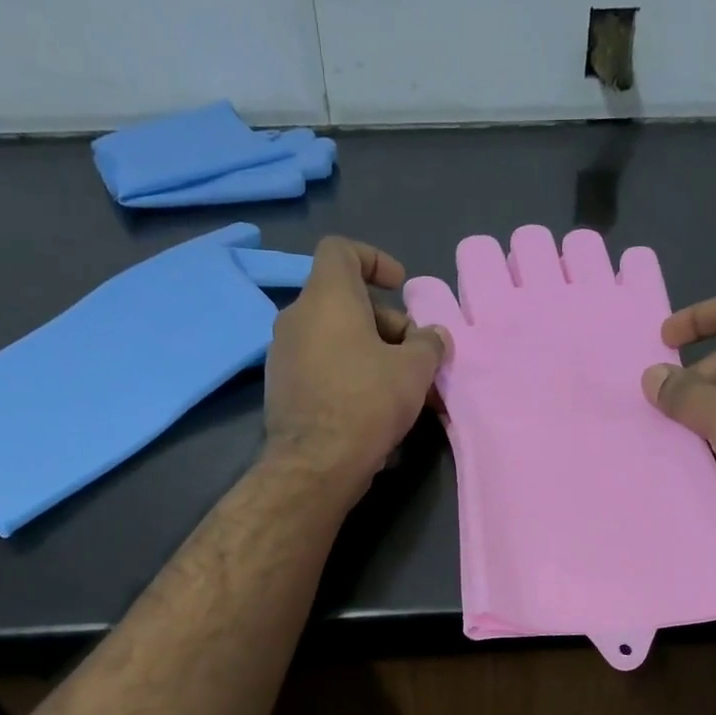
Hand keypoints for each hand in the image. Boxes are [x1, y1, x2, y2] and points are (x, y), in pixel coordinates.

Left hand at [263, 236, 448, 493]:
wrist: (316, 463)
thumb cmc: (368, 401)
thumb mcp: (415, 370)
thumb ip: (429, 343)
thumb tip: (433, 336)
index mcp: (326, 297)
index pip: (341, 251)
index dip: (374, 259)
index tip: (399, 285)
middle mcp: (297, 317)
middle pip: (344, 302)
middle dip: (386, 323)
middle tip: (416, 354)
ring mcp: (283, 355)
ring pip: (335, 338)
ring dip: (371, 353)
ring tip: (403, 387)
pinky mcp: (282, 389)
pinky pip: (322, 367)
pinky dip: (350, 374)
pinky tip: (375, 408)